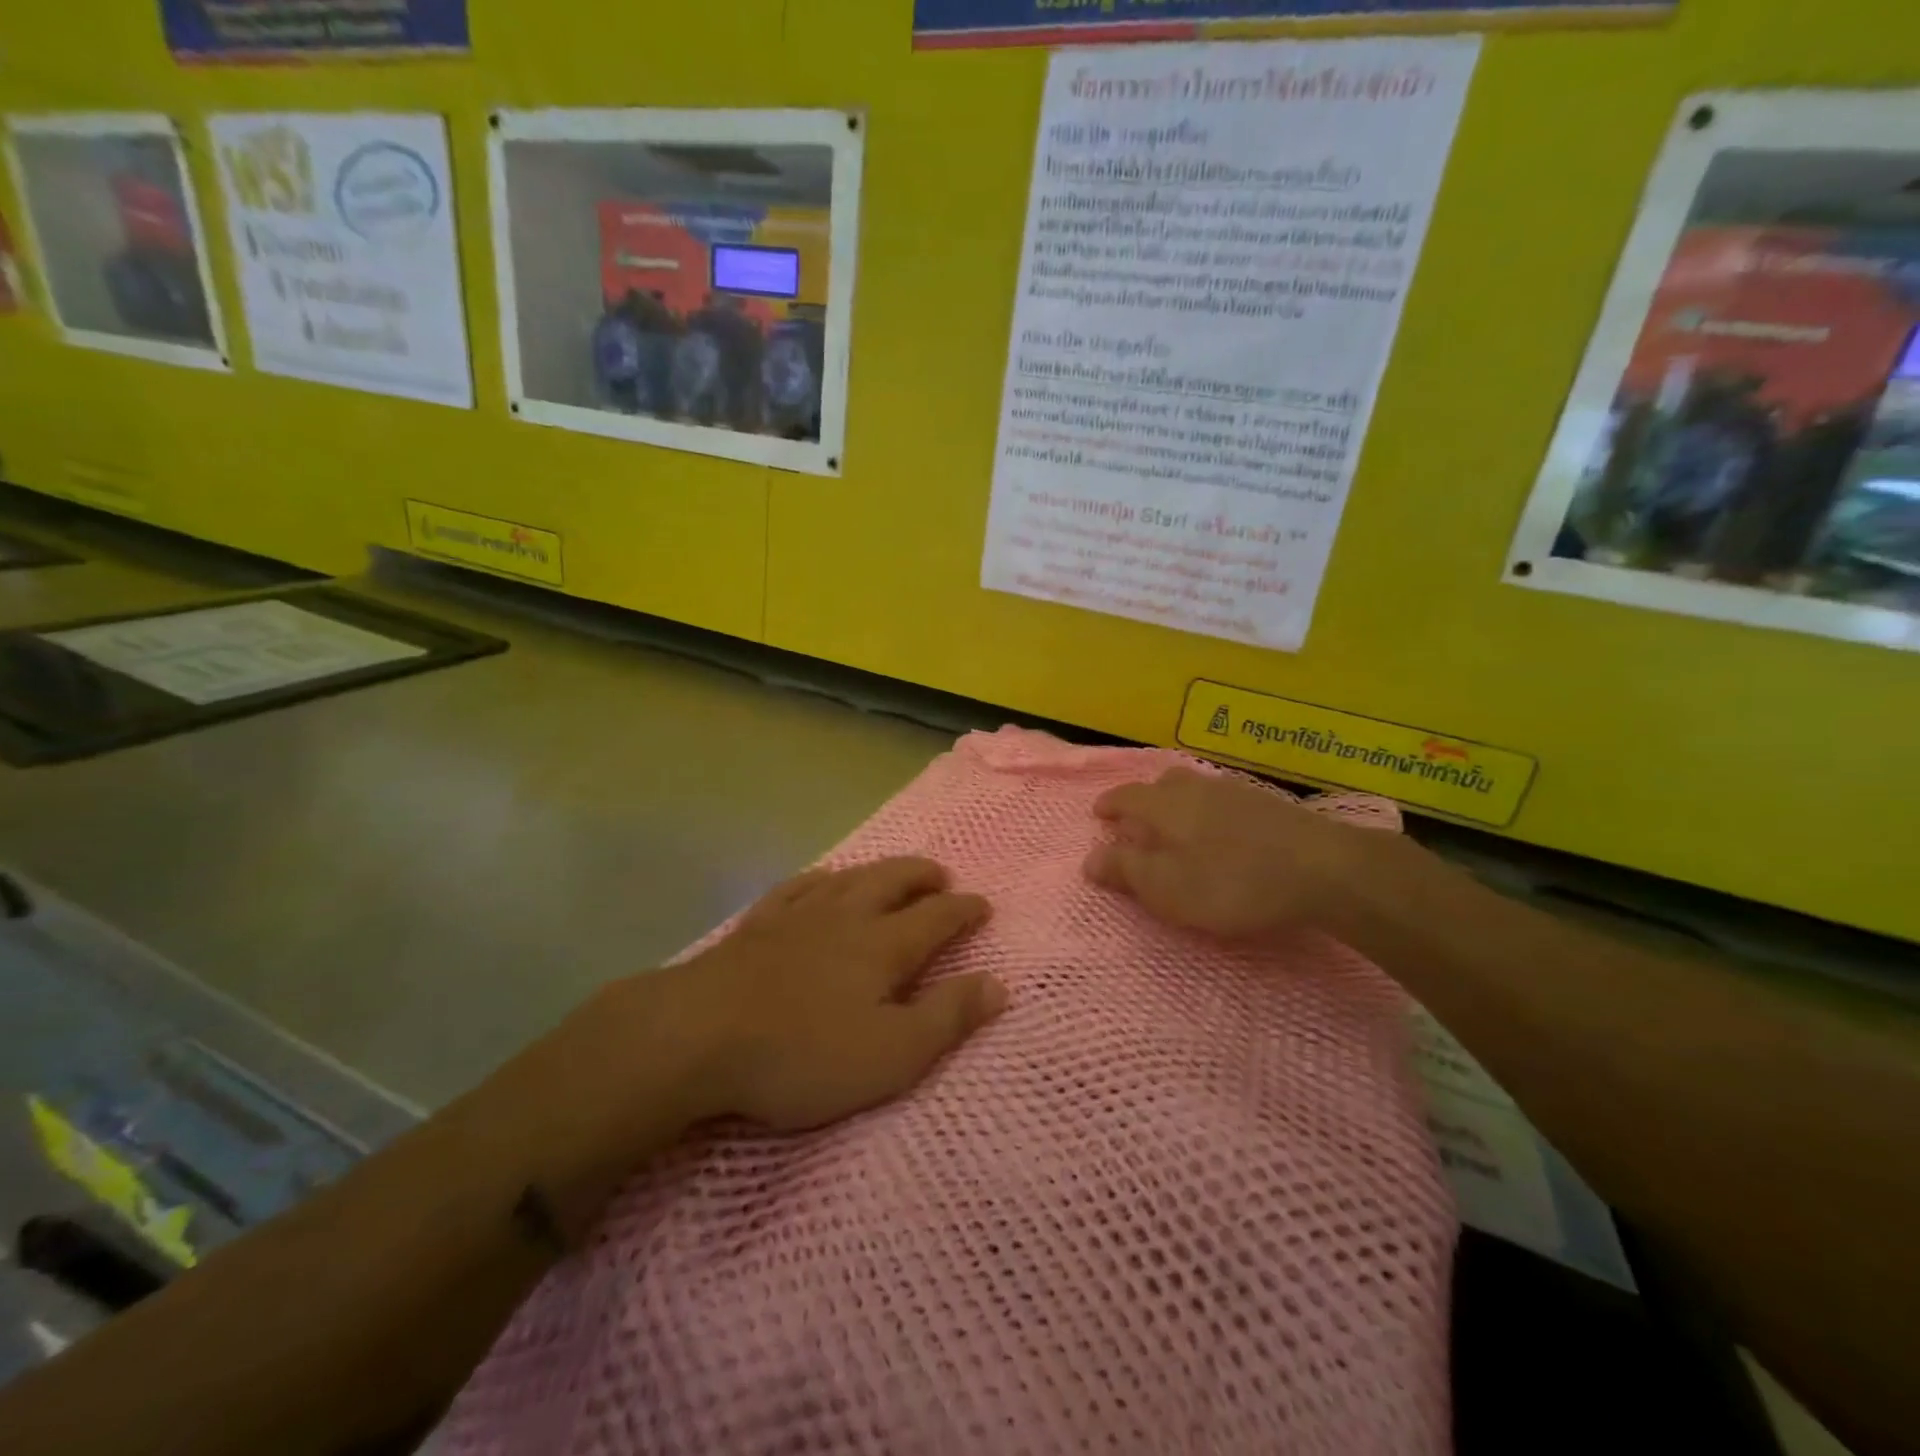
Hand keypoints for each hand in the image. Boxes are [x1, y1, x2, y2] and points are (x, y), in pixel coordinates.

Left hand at [661, 858, 1004, 1130]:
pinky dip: (820, 877)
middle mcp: (846, 917)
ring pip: (849, 878)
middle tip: (942, 875)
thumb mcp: (891, 1053)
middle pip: (893, 882)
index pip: (937, 918)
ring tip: (894, 871)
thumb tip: (999, 984)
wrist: (698, 1036)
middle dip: (922, 876)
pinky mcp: (757, 925)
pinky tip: (822, 877)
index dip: (964, 910)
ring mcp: (797, 916)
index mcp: (882, 946)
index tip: (983, 905)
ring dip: (879, 870)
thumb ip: (947, 1018)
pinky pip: (797, 887)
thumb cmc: (803, 1054)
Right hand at [1084, 767, 1376, 940]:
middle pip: (1163, 784)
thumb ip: (1127, 870)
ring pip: (1196, 789)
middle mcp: (1196, 788)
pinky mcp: (1268, 805)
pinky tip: (1222, 834)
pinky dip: (1209, 813)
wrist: (1322, 869)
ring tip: (1178, 828)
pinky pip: (1223, 800)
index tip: (1099, 814)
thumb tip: (1090, 857)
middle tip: (1139, 823)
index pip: (1127, 796)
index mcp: (1165, 805)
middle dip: (1145, 800)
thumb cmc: (1231, 882)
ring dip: (1179, 804)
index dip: (1110, 805)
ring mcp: (1235, 792)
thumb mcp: (1168, 887)